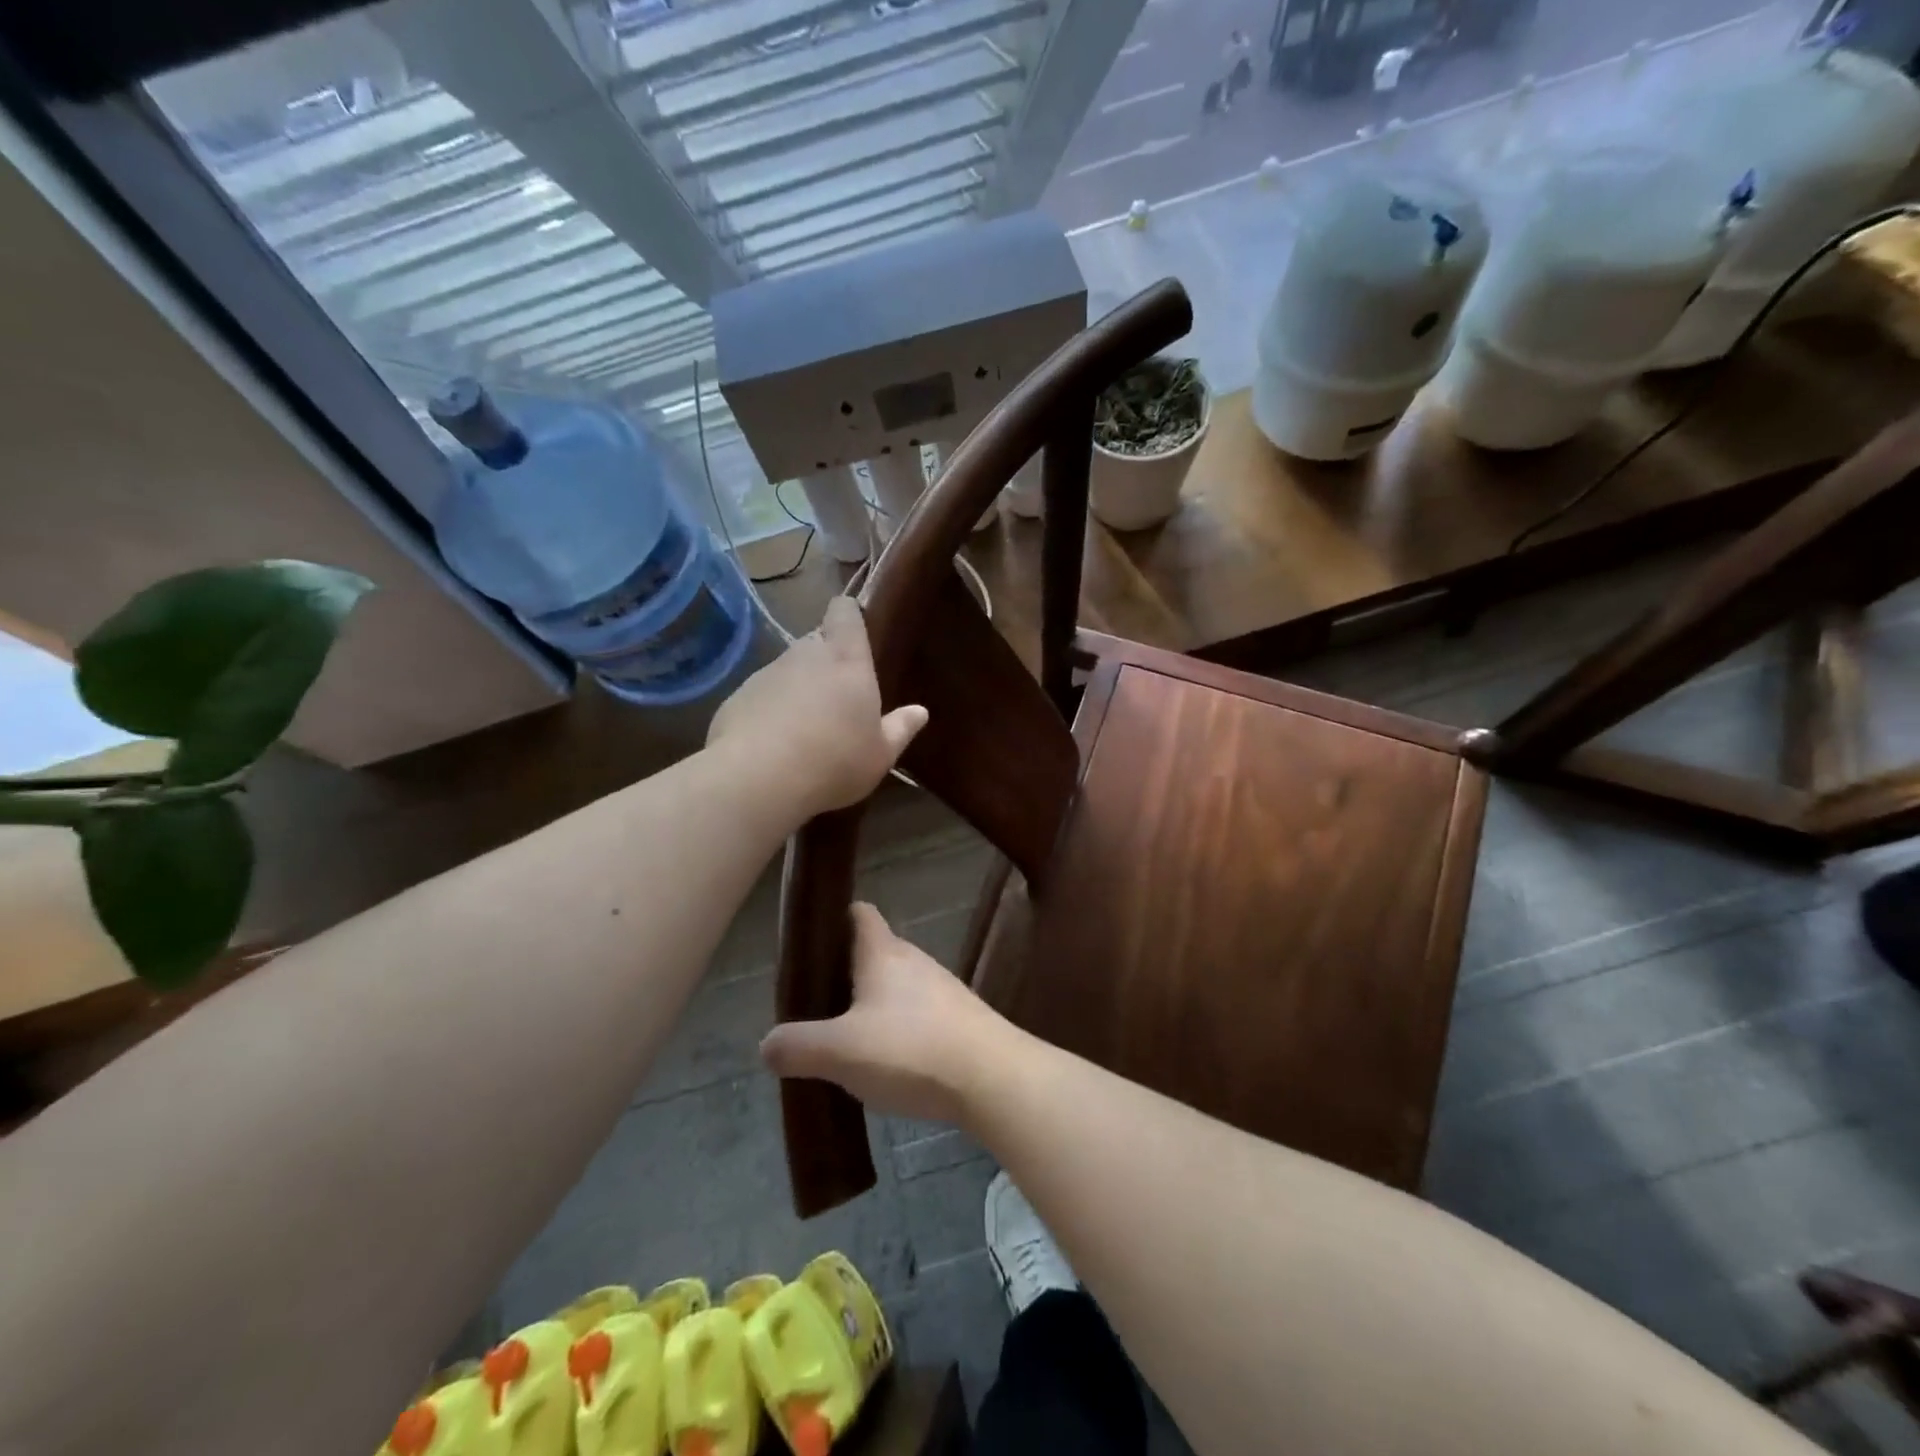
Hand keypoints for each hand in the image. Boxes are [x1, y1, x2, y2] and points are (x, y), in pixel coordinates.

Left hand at [708, 597, 927, 819]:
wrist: (758, 779)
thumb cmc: (835, 761)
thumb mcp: (880, 754)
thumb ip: (900, 729)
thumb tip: (920, 711)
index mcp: (847, 660)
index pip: (845, 613)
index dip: (848, 615)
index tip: (854, 629)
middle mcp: (805, 655)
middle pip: (816, 641)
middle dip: (825, 659)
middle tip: (836, 695)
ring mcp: (767, 673)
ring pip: (787, 669)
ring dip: (796, 687)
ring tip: (804, 727)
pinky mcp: (737, 697)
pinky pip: (760, 695)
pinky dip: (769, 710)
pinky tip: (774, 744)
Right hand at [761, 902, 1006, 1125]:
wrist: (993, 1078)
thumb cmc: (910, 1050)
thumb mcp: (840, 1051)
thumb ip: (797, 1046)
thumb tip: (768, 1044)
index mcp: (883, 953)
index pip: (859, 914)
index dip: (835, 919)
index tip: (812, 942)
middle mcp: (915, 961)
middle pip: (876, 953)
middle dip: (847, 974)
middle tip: (818, 1007)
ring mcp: (943, 990)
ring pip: (898, 987)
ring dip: (874, 1006)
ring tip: (849, 1041)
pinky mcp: (961, 1020)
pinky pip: (920, 1015)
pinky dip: (901, 1031)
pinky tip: (891, 1064)